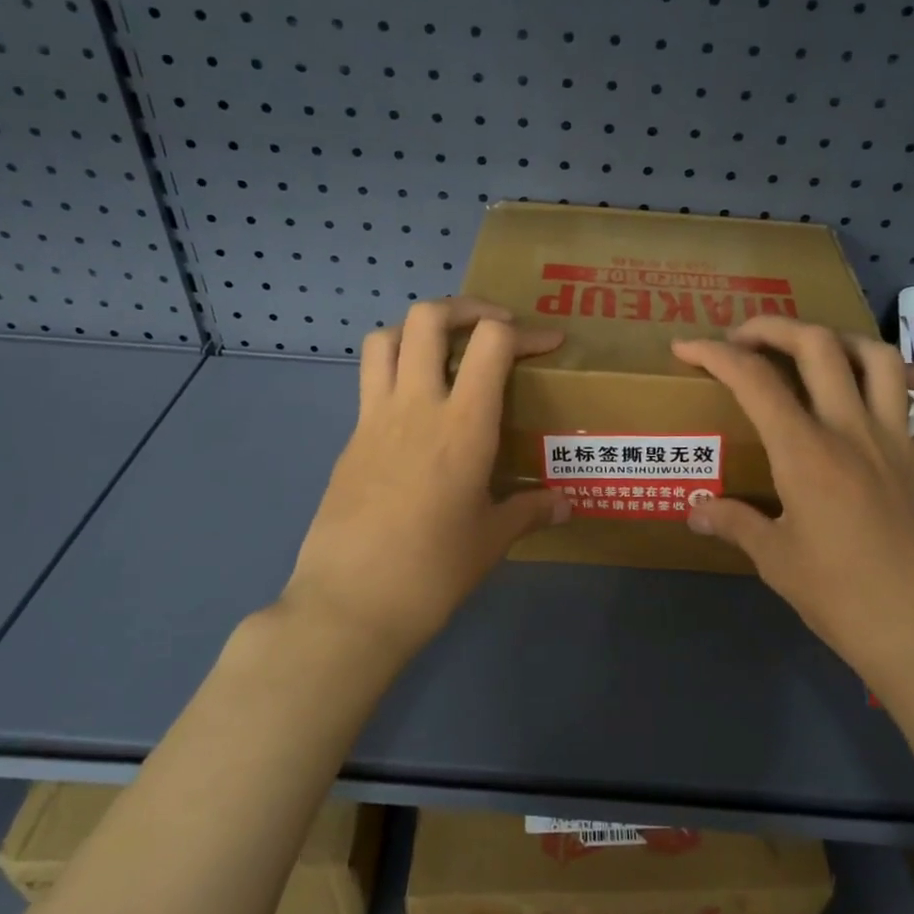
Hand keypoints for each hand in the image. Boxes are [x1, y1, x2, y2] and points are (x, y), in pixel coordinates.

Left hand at [279, 298, 568, 663]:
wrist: (348, 606)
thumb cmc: (432, 571)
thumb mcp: (492, 540)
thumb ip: (531, 510)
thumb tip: (565, 505)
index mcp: (462, 424)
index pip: (491, 341)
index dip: (525, 331)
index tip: (547, 344)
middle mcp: (416, 405)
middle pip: (427, 317)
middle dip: (465, 308)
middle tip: (492, 328)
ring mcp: (374, 419)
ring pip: (385, 338)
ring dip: (418, 331)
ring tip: (445, 354)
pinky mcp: (349, 440)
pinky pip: (371, 383)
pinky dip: (396, 373)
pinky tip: (418, 414)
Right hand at [671, 319, 913, 682]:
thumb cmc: (841, 599)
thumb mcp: (775, 561)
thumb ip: (733, 523)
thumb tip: (694, 511)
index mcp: (806, 453)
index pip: (753, 380)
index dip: (714, 354)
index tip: (686, 349)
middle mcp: (853, 431)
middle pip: (817, 346)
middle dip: (773, 327)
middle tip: (745, 339)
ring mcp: (901, 442)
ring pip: (881, 360)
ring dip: (843, 341)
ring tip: (817, 352)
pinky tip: (907, 382)